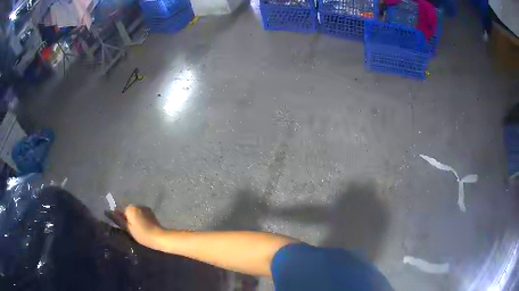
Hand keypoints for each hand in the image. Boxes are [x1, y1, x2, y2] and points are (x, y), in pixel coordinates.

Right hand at [117, 205, 164, 249]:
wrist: (159, 236)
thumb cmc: (142, 234)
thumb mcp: (128, 228)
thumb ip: (119, 219)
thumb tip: (109, 212)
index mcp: (130, 208)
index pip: (120, 210)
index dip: (120, 218)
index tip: (123, 226)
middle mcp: (137, 205)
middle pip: (128, 210)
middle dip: (128, 217)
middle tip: (130, 229)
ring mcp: (145, 208)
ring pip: (135, 212)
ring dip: (134, 217)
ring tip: (137, 228)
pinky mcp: (151, 212)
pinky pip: (142, 213)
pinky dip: (141, 218)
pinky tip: (143, 226)